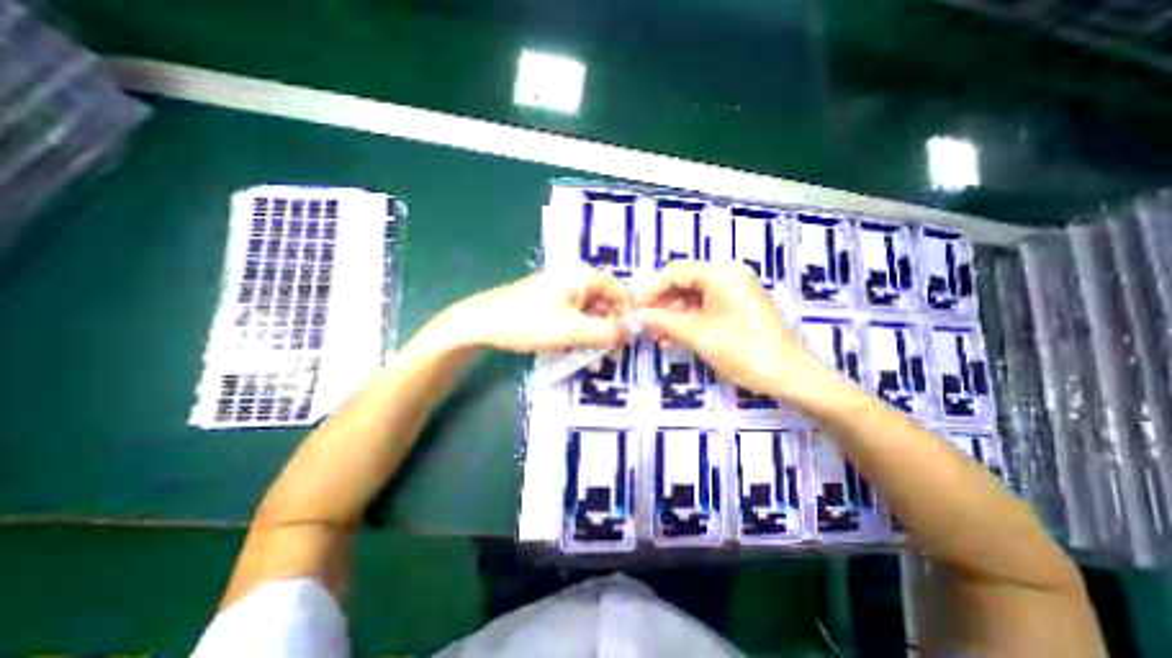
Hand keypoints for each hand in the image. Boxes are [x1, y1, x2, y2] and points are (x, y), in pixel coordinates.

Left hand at [450, 265, 632, 355]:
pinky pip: (573, 318)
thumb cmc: (530, 322)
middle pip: (604, 304)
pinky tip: (575, 352)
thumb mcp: (573, 331)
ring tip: (592, 361)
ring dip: (594, 336)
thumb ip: (607, 332)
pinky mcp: (549, 303)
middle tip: (610, 357)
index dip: (627, 315)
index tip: (627, 341)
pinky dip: (578, 334)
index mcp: (584, 277)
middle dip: (609, 330)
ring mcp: (560, 291)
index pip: (619, 292)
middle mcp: (575, 279)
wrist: (482, 322)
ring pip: (588, 314)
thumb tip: (633, 332)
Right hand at [633, 261, 852, 407]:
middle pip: (682, 283)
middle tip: (646, 326)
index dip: (651, 291)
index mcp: (721, 274)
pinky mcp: (735, 306)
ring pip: (691, 296)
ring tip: (658, 337)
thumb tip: (636, 315)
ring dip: (672, 315)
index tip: (635, 310)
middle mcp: (727, 275)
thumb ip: (663, 322)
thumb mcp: (698, 335)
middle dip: (662, 304)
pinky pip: (703, 307)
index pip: (675, 273)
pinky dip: (687, 320)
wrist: (789, 376)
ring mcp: (733, 290)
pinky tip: (674, 337)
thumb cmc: (744, 351)